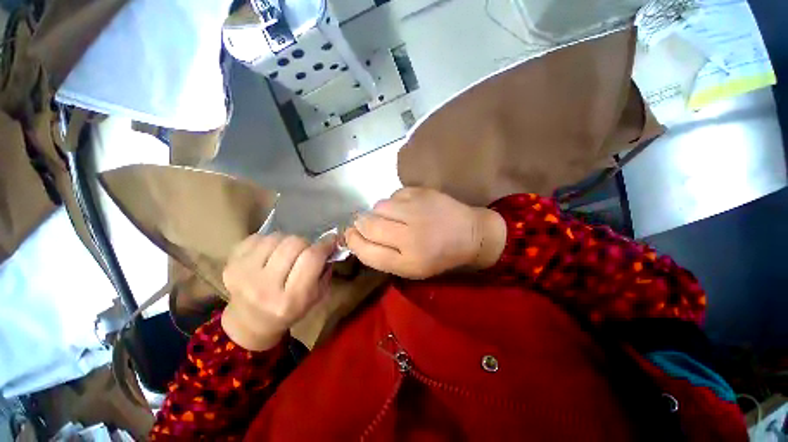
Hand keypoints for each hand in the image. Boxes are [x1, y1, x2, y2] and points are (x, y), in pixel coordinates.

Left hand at [221, 233, 334, 350]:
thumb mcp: (316, 297)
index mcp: (290, 300)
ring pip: (276, 237)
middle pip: (293, 244)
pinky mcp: (230, 265)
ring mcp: (243, 275)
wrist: (250, 322)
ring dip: (286, 241)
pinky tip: (269, 254)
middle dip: (305, 243)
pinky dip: (268, 241)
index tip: (330, 240)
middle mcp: (265, 288)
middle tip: (305, 251)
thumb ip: (325, 271)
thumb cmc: (290, 309)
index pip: (311, 258)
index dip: (324, 245)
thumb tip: (330, 244)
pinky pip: (257, 238)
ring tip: (286, 253)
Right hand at [345, 188, 505, 278]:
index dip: (353, 241)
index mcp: (408, 261)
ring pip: (378, 206)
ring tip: (393, 217)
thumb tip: (357, 237)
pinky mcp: (422, 192)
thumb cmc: (439, 256)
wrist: (470, 234)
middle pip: (368, 224)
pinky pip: (393, 195)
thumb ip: (383, 257)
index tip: (350, 235)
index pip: (366, 251)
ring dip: (379, 212)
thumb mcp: (411, 268)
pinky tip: (407, 208)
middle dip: (361, 224)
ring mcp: (417, 210)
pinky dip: (394, 202)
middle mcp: (410, 235)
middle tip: (366, 224)